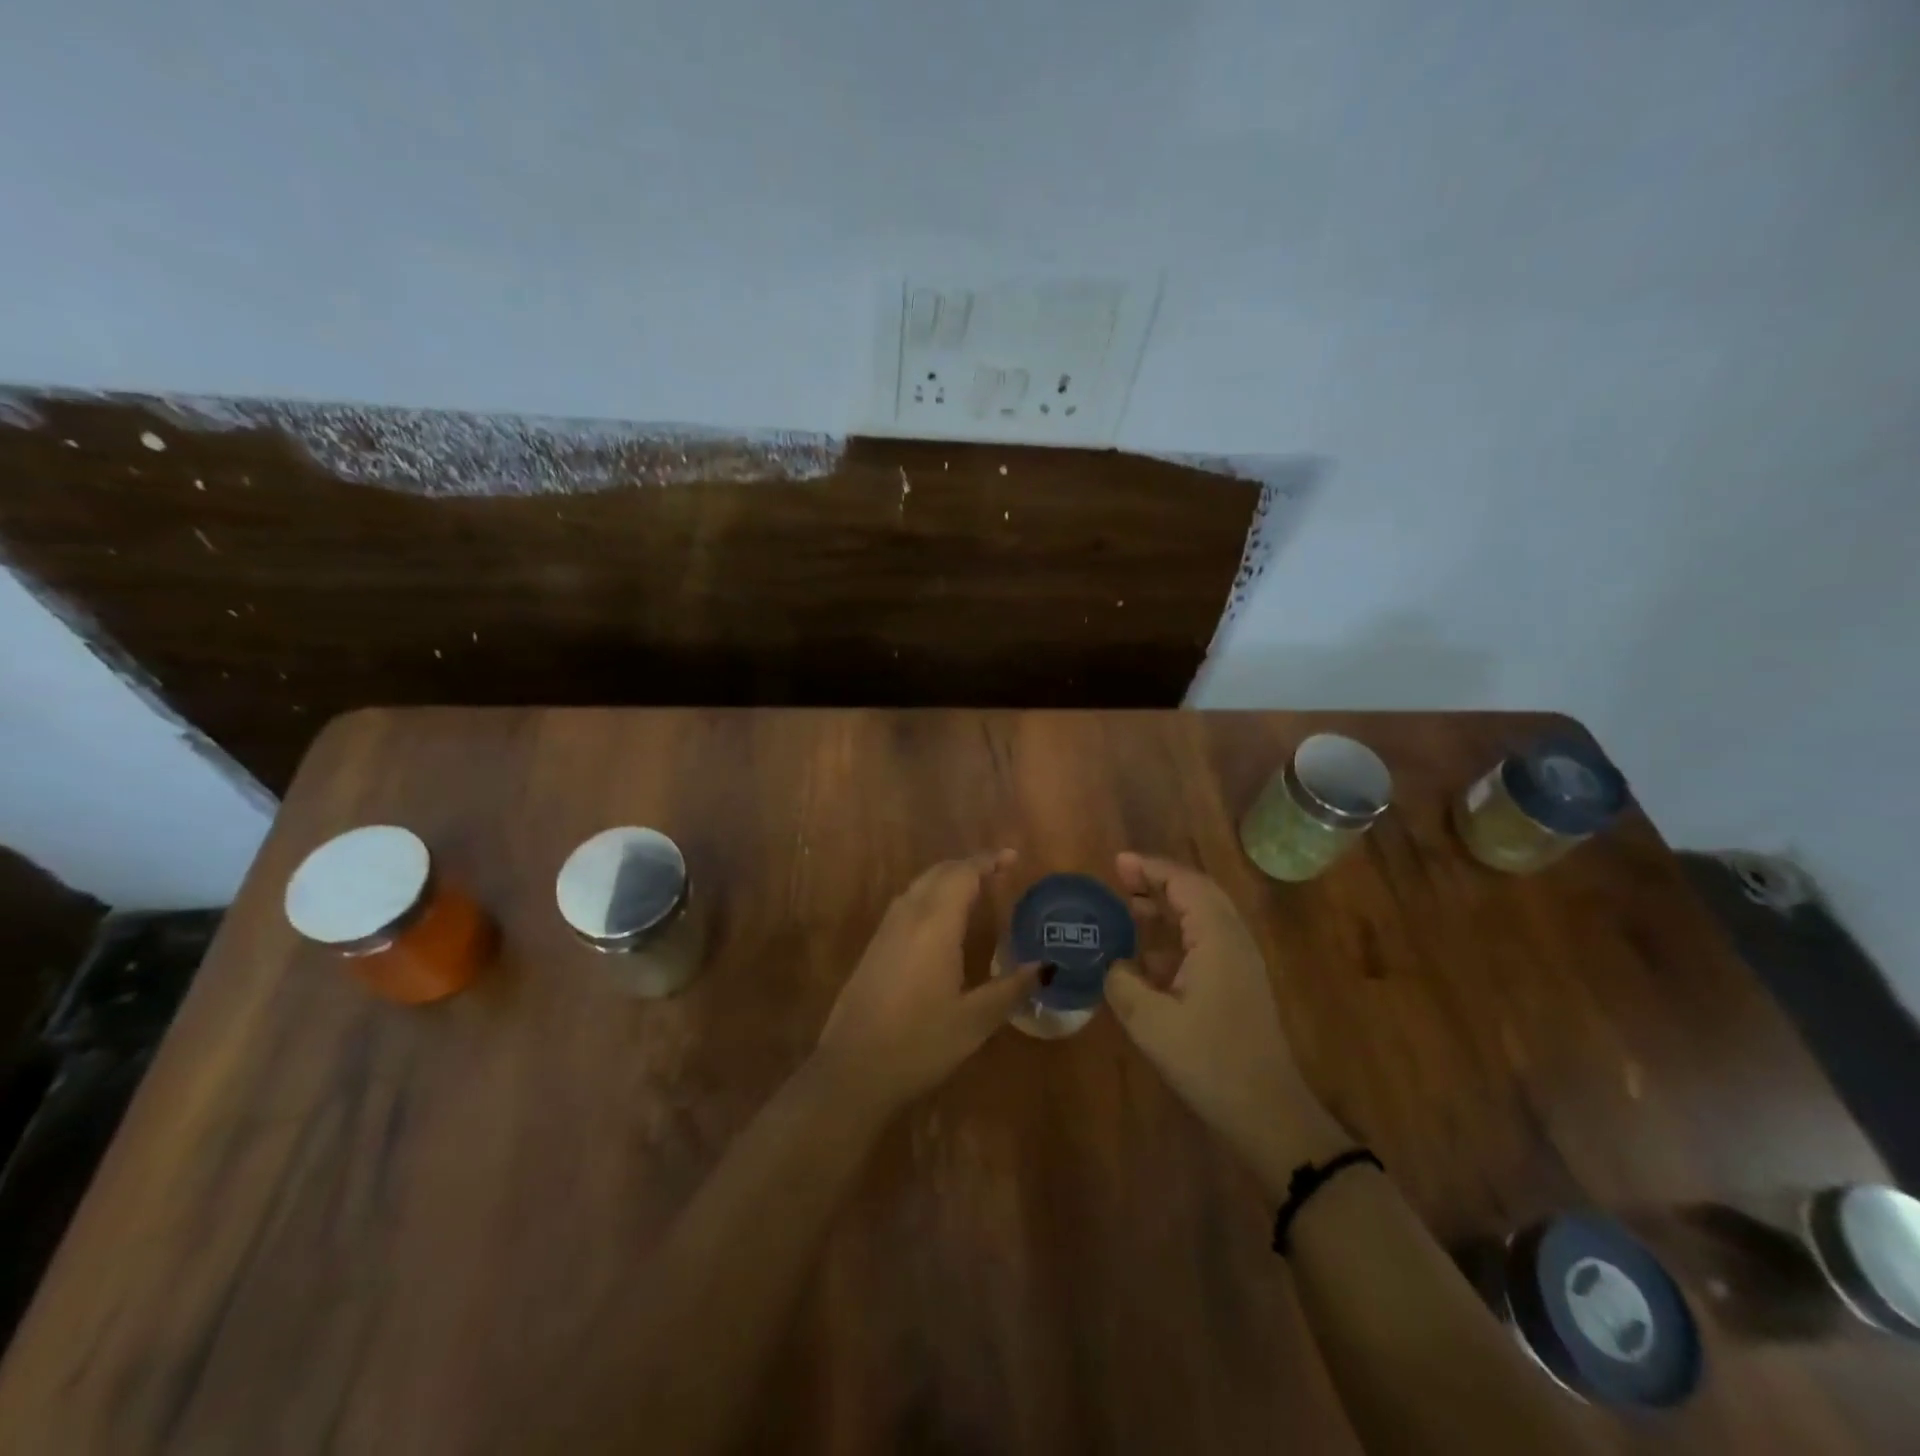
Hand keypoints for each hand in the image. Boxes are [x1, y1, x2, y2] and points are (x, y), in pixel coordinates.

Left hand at [815, 851, 1037, 1116]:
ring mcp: (885, 931)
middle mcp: (908, 917)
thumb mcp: (975, 1020)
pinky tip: (939, 920)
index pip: (963, 874)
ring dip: (946, 879)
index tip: (1012, 857)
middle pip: (938, 873)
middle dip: (968, 866)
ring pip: (918, 886)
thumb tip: (1046, 967)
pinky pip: (905, 904)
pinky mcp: (873, 948)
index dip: (987, 861)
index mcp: (935, 924)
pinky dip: (929, 896)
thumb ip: (1011, 988)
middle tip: (997, 871)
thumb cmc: (920, 1043)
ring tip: (973, 888)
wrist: (852, 1070)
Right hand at [1105, 853, 1342, 1185]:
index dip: (1151, 868)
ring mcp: (1240, 964)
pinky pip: (1205, 942)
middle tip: (1121, 878)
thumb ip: (1123, 982)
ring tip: (1128, 908)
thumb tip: (1113, 965)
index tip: (1118, 862)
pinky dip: (1175, 935)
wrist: (1267, 1113)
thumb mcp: (1150, 1022)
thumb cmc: (1209, 1061)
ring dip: (1167, 907)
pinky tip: (1147, 956)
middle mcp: (1233, 941)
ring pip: (1202, 917)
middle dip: (1159, 881)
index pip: (1185, 884)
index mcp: (1217, 939)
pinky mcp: (1238, 985)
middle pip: (1197, 893)